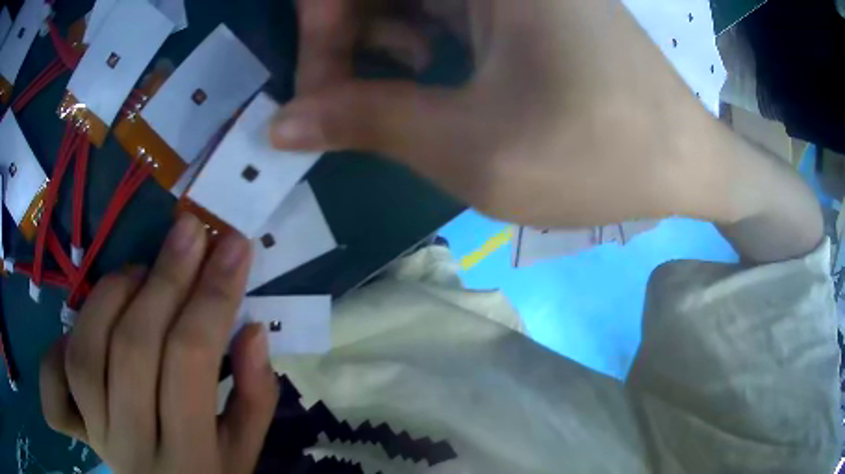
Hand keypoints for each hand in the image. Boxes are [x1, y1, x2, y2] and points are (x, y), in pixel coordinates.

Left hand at [40, 215, 278, 473]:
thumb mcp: (245, 450)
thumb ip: (256, 396)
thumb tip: (251, 330)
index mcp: (191, 458)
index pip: (192, 361)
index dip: (212, 295)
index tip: (234, 245)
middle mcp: (134, 446)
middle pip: (134, 349)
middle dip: (165, 278)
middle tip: (189, 231)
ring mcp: (96, 435)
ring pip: (86, 353)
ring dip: (111, 296)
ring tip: (139, 272)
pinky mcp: (75, 427)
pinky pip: (52, 380)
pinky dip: (59, 342)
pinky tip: (89, 320)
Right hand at [271, 0, 726, 226]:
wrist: (682, 161)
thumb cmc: (598, 156)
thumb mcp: (472, 148)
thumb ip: (366, 123)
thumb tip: (282, 123)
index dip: (317, 28)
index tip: (312, 95)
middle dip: (345, 42)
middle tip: (343, 103)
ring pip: (405, 1)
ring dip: (381, 45)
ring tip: (408, 95)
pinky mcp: (520, 5)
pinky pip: (439, 10)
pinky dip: (418, 42)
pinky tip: (440, 77)